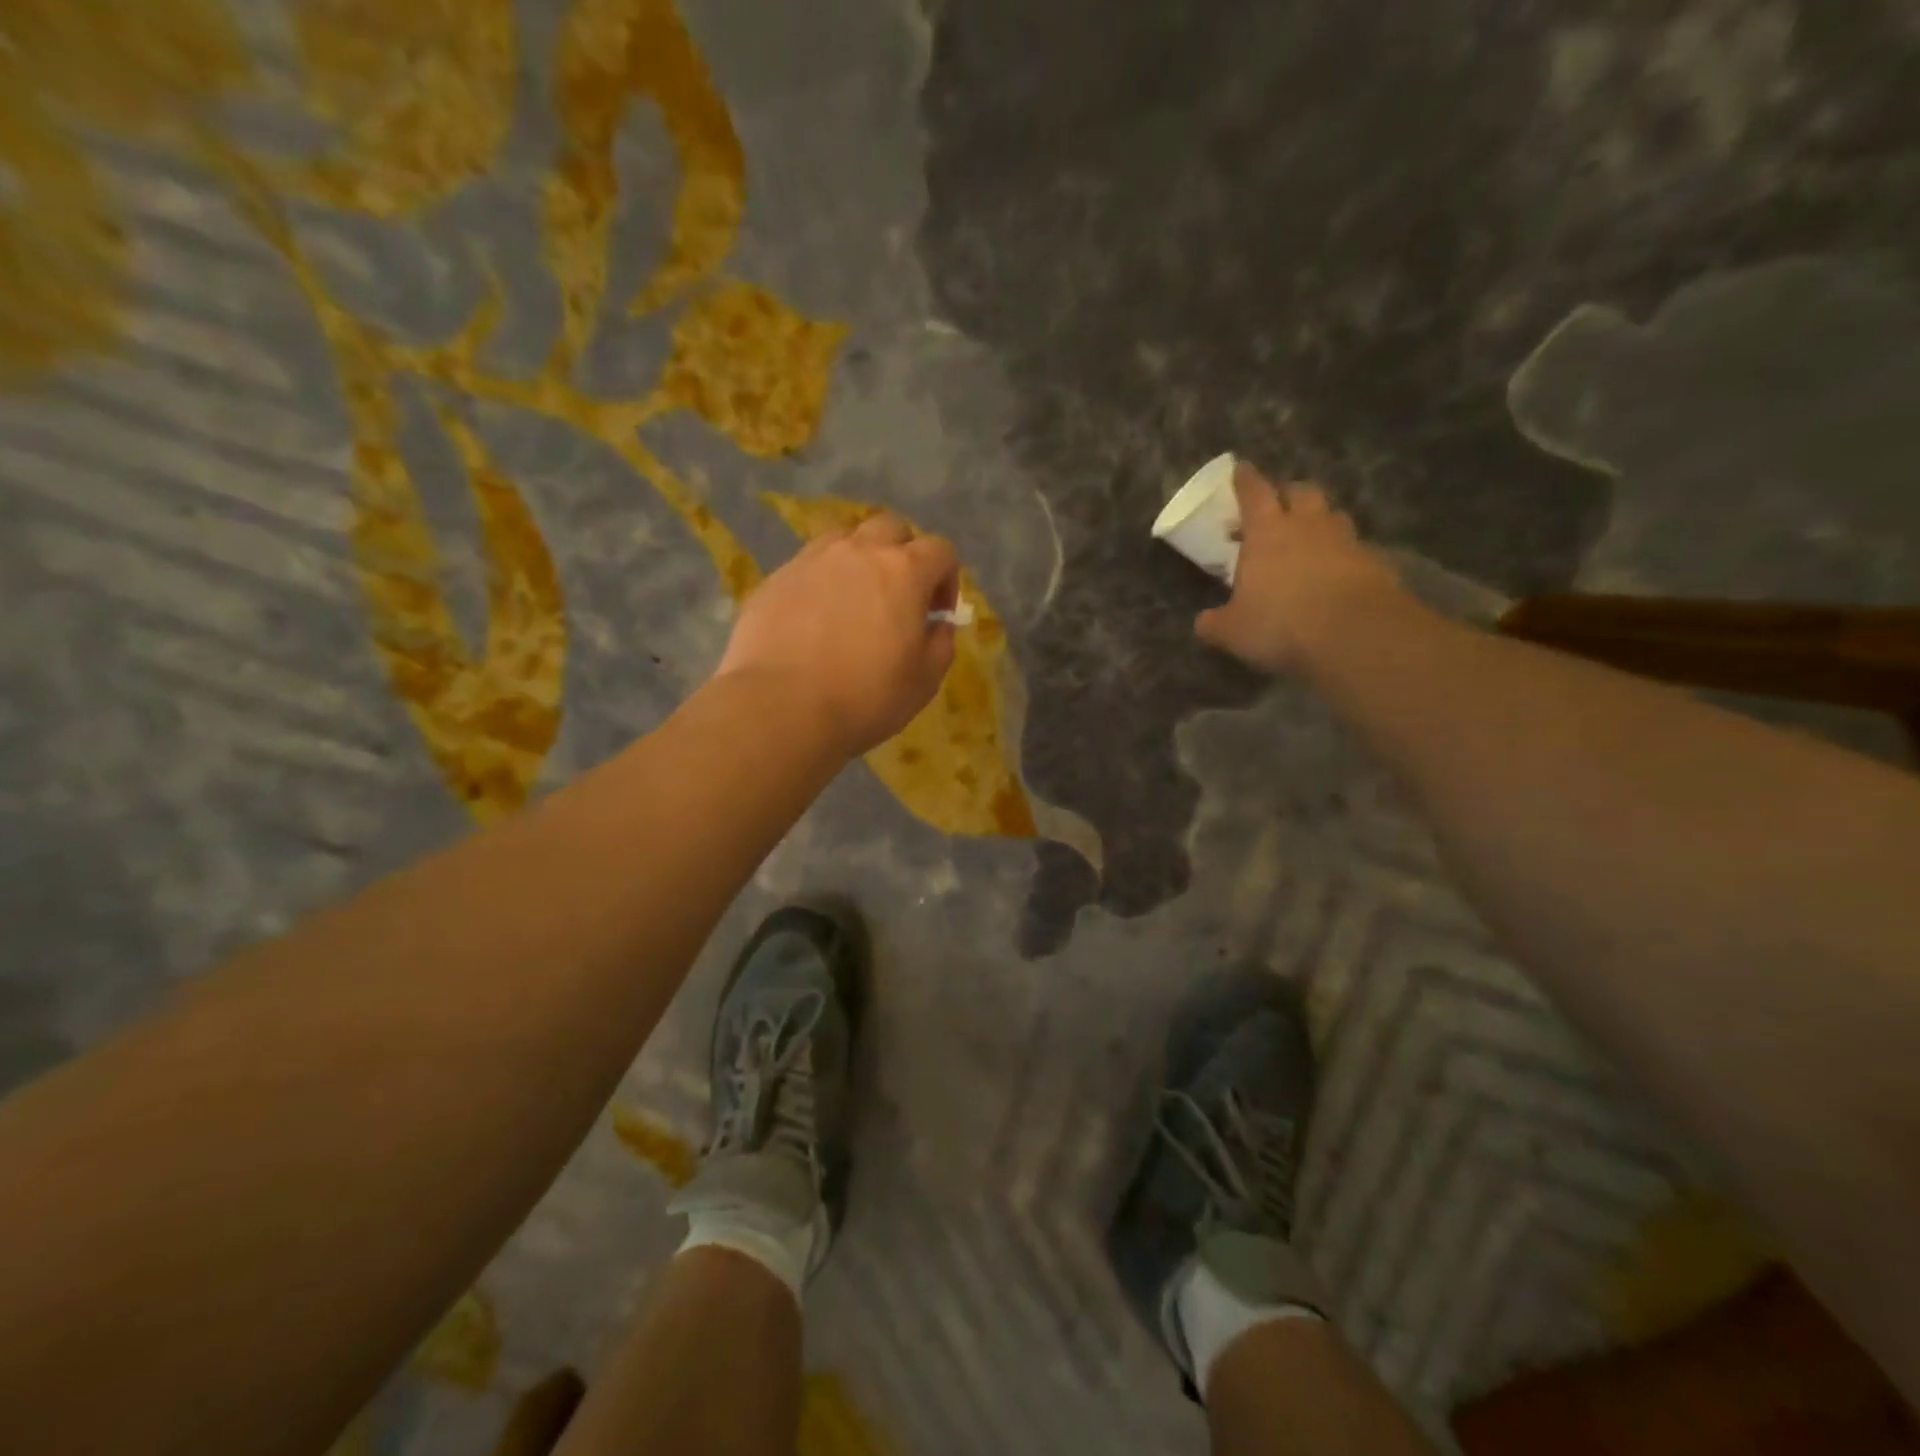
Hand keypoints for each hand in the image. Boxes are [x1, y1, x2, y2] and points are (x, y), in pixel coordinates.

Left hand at [716, 512, 960, 757]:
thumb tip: (938, 624)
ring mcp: (811, 560)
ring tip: (855, 602)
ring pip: (845, 540)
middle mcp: (858, 551)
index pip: (940, 551)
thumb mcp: (925, 680)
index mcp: (903, 571)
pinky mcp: (775, 579)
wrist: (780, 706)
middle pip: (891, 529)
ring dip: (859, 561)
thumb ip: (941, 643)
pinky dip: (821, 582)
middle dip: (903, 555)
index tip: (937, 614)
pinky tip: (815, 621)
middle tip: (899, 597)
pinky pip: (808, 566)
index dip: (947, 579)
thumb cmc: (866, 696)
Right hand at [1195, 462, 1411, 673]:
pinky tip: (1335, 574)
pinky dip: (1343, 554)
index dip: (1245, 480)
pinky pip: (1355, 548)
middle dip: (1287, 494)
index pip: (1254, 492)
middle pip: (1300, 491)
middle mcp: (1307, 526)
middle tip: (1277, 507)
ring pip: (1332, 515)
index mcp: (1266, 532)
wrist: (1356, 636)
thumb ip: (1214, 623)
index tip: (1240, 470)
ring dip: (1319, 521)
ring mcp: (1345, 541)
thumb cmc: (1281, 625)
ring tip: (1308, 539)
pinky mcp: (1375, 562)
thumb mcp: (1233, 632)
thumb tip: (1203, 623)